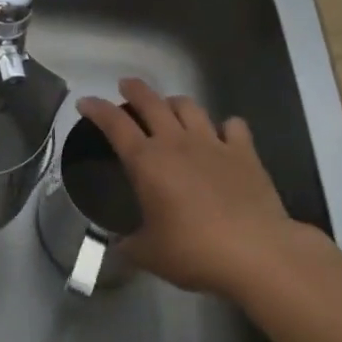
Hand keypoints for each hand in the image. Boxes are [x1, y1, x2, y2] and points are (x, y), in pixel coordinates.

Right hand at [77, 77, 304, 299]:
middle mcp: (176, 142)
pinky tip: (223, 134)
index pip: (114, 123)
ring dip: (175, 102)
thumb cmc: (195, 251)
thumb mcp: (151, 255)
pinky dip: (225, 126)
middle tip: (126, 86)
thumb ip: (129, 246)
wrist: (257, 252)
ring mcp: (212, 142)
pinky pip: (233, 125)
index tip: (85, 102)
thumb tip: (117, 247)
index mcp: (147, 161)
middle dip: (134, 89)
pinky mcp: (244, 151)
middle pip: (150, 101)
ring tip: (170, 107)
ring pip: (189, 106)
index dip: (97, 109)